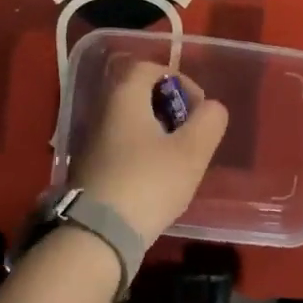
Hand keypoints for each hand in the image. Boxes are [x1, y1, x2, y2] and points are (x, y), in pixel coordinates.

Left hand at [70, 61, 228, 242]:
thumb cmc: (148, 182)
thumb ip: (208, 121)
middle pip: (139, 94)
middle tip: (190, 132)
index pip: (148, 67)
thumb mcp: (191, 151)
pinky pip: (122, 145)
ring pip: (131, 122)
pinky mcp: (90, 168)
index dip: (178, 79)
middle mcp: (104, 111)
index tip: (197, 105)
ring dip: (157, 131)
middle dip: (170, 107)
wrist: (97, 235)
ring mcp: (93, 141)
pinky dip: (142, 151)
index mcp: (124, 97)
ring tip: (178, 157)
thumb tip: (211, 108)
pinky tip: (157, 178)